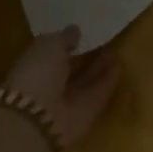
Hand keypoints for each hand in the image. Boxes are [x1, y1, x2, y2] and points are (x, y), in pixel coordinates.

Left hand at [0, 26, 124, 150]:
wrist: (38, 120)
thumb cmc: (36, 75)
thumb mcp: (47, 46)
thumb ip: (63, 38)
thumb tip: (74, 31)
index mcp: (31, 68)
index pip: (50, 55)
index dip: (65, 45)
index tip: (81, 34)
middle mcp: (48, 86)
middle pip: (69, 70)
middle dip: (84, 57)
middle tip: (104, 40)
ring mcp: (67, 102)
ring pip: (85, 82)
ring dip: (99, 68)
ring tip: (115, 50)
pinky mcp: (86, 115)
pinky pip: (98, 94)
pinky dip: (108, 81)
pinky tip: (120, 66)